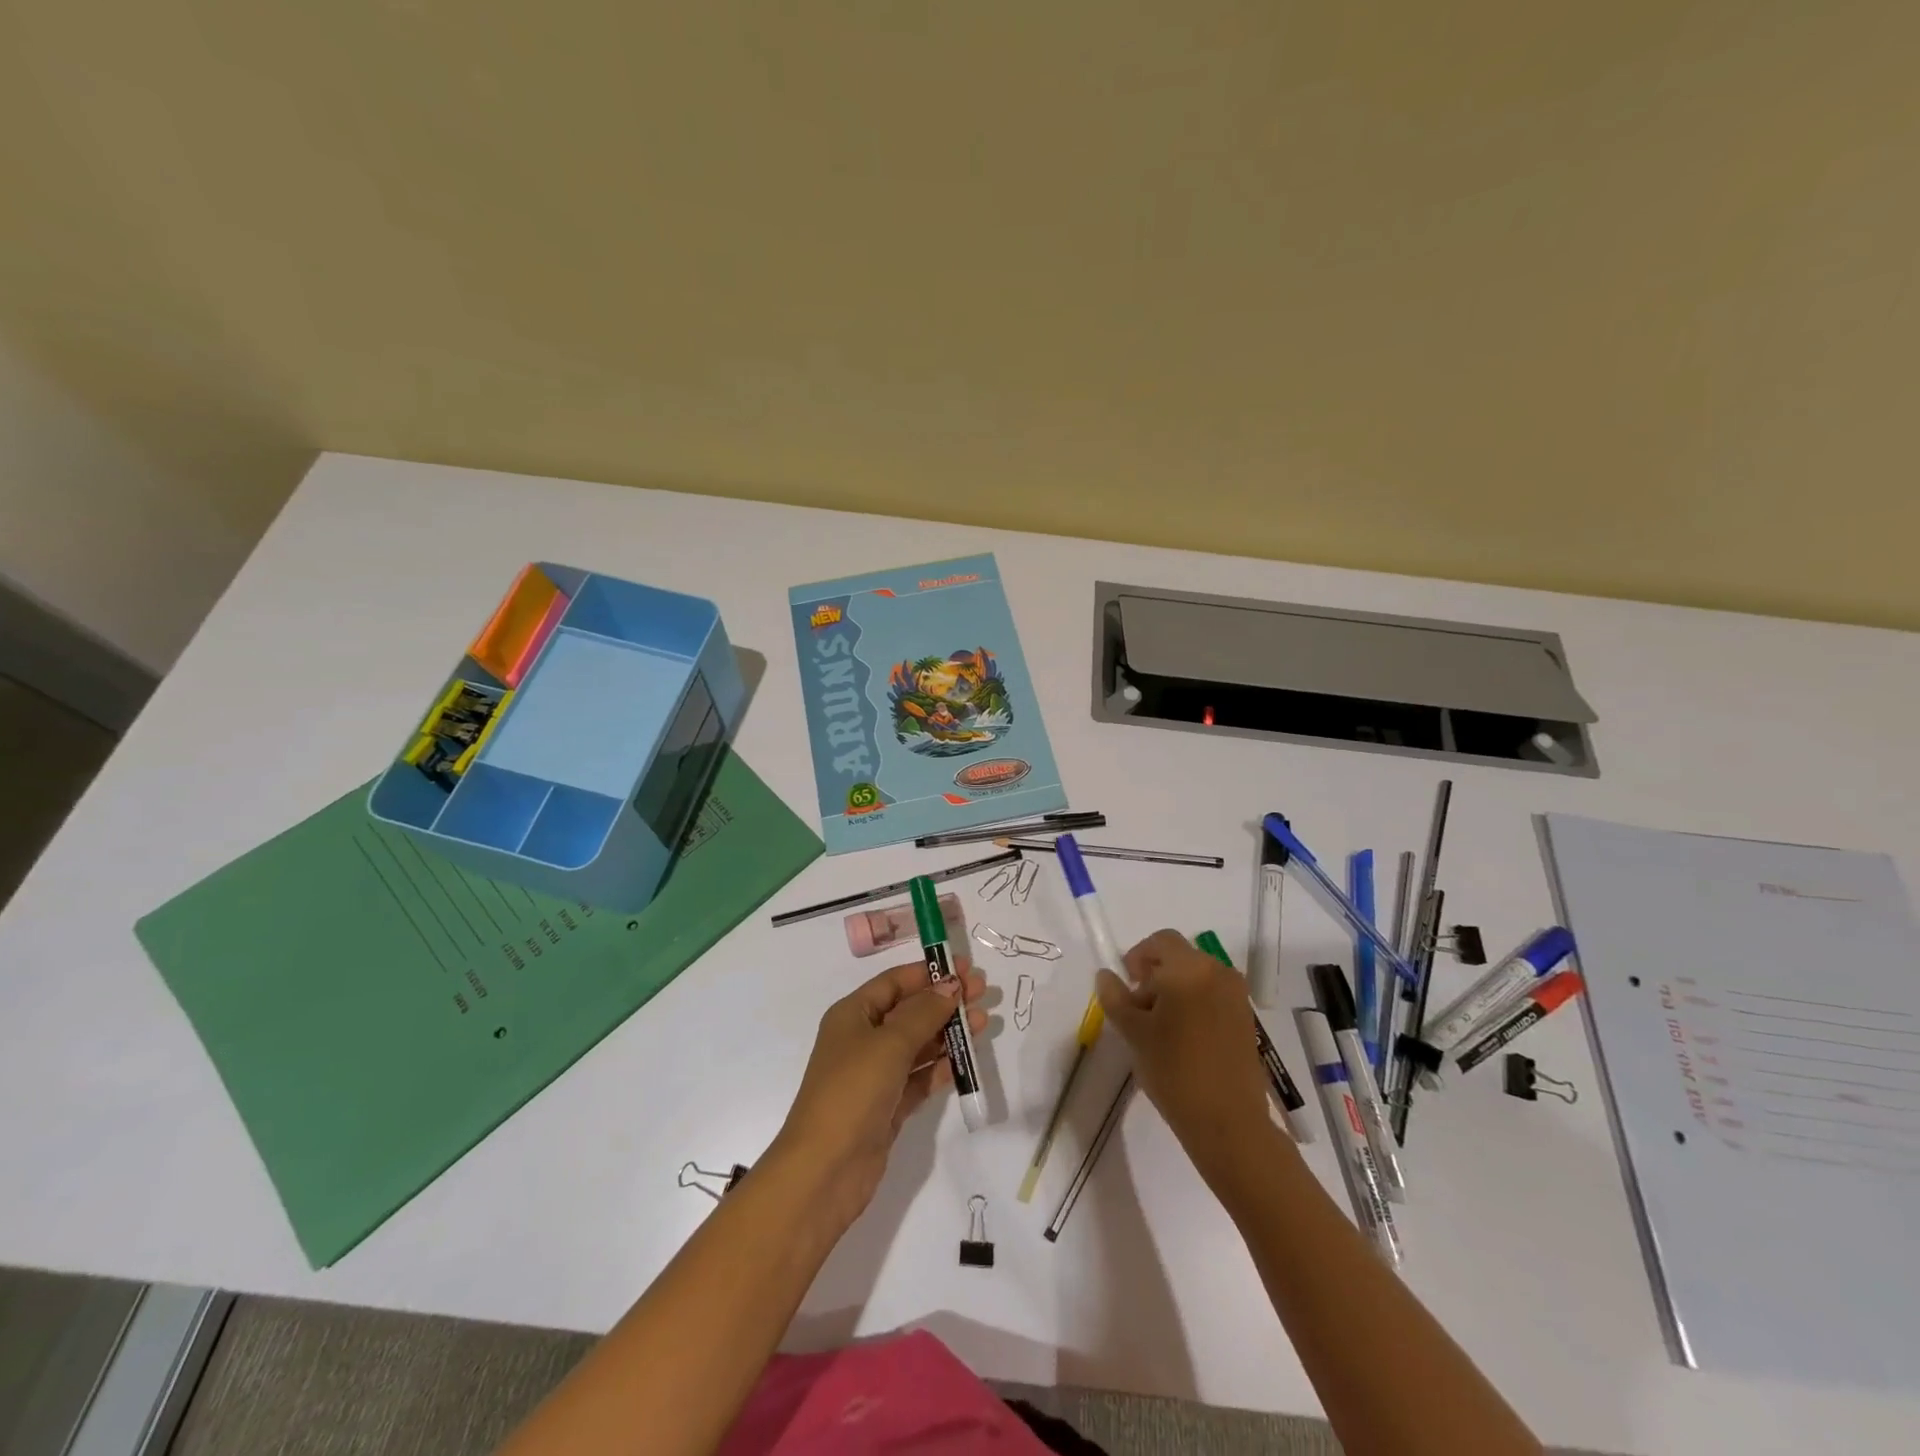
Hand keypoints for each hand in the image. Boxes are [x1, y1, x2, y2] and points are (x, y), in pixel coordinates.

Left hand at [770, 957, 987, 1232]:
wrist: (825, 1171)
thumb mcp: (889, 1044)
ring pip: (918, 1044)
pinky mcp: (888, 1106)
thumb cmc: (852, 1092)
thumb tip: (951, 985)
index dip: (929, 973)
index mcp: (853, 1015)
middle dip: (944, 1001)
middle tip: (982, 992)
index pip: (895, 982)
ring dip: (948, 1033)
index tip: (964, 968)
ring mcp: (876, 1075)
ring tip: (983, 1022)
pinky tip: (965, 1060)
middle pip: (910, 1011)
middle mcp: (863, 1040)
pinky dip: (941, 1067)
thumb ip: (923, 1013)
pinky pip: (920, 1077)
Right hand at [1096, 930, 1277, 1186]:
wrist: (1229, 1122)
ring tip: (1160, 1028)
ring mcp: (1236, 995)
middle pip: (1179, 957)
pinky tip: (1183, 1039)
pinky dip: (1194, 1004)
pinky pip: (1212, 995)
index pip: (1160, 941)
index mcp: (1189, 968)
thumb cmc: (1174, 1070)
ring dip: (1174, 990)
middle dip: (1155, 976)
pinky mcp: (1246, 1017)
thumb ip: (1115, 997)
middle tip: (1139, 1011)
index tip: (1127, 986)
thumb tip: (1106, 975)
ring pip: (1196, 977)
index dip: (1138, 956)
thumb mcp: (1134, 1032)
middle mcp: (1218, 971)